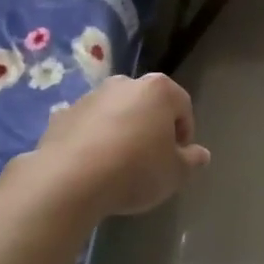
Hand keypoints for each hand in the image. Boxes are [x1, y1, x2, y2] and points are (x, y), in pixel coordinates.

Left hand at [34, 72, 210, 216]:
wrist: (69, 180)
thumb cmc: (135, 170)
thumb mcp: (174, 174)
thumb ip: (191, 161)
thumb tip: (201, 154)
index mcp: (157, 90)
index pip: (182, 106)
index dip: (184, 133)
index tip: (178, 159)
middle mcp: (123, 84)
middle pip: (147, 104)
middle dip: (152, 127)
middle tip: (151, 160)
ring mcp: (90, 97)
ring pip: (115, 112)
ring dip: (121, 131)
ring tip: (119, 166)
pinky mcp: (62, 115)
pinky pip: (87, 126)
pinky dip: (93, 140)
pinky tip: (92, 166)